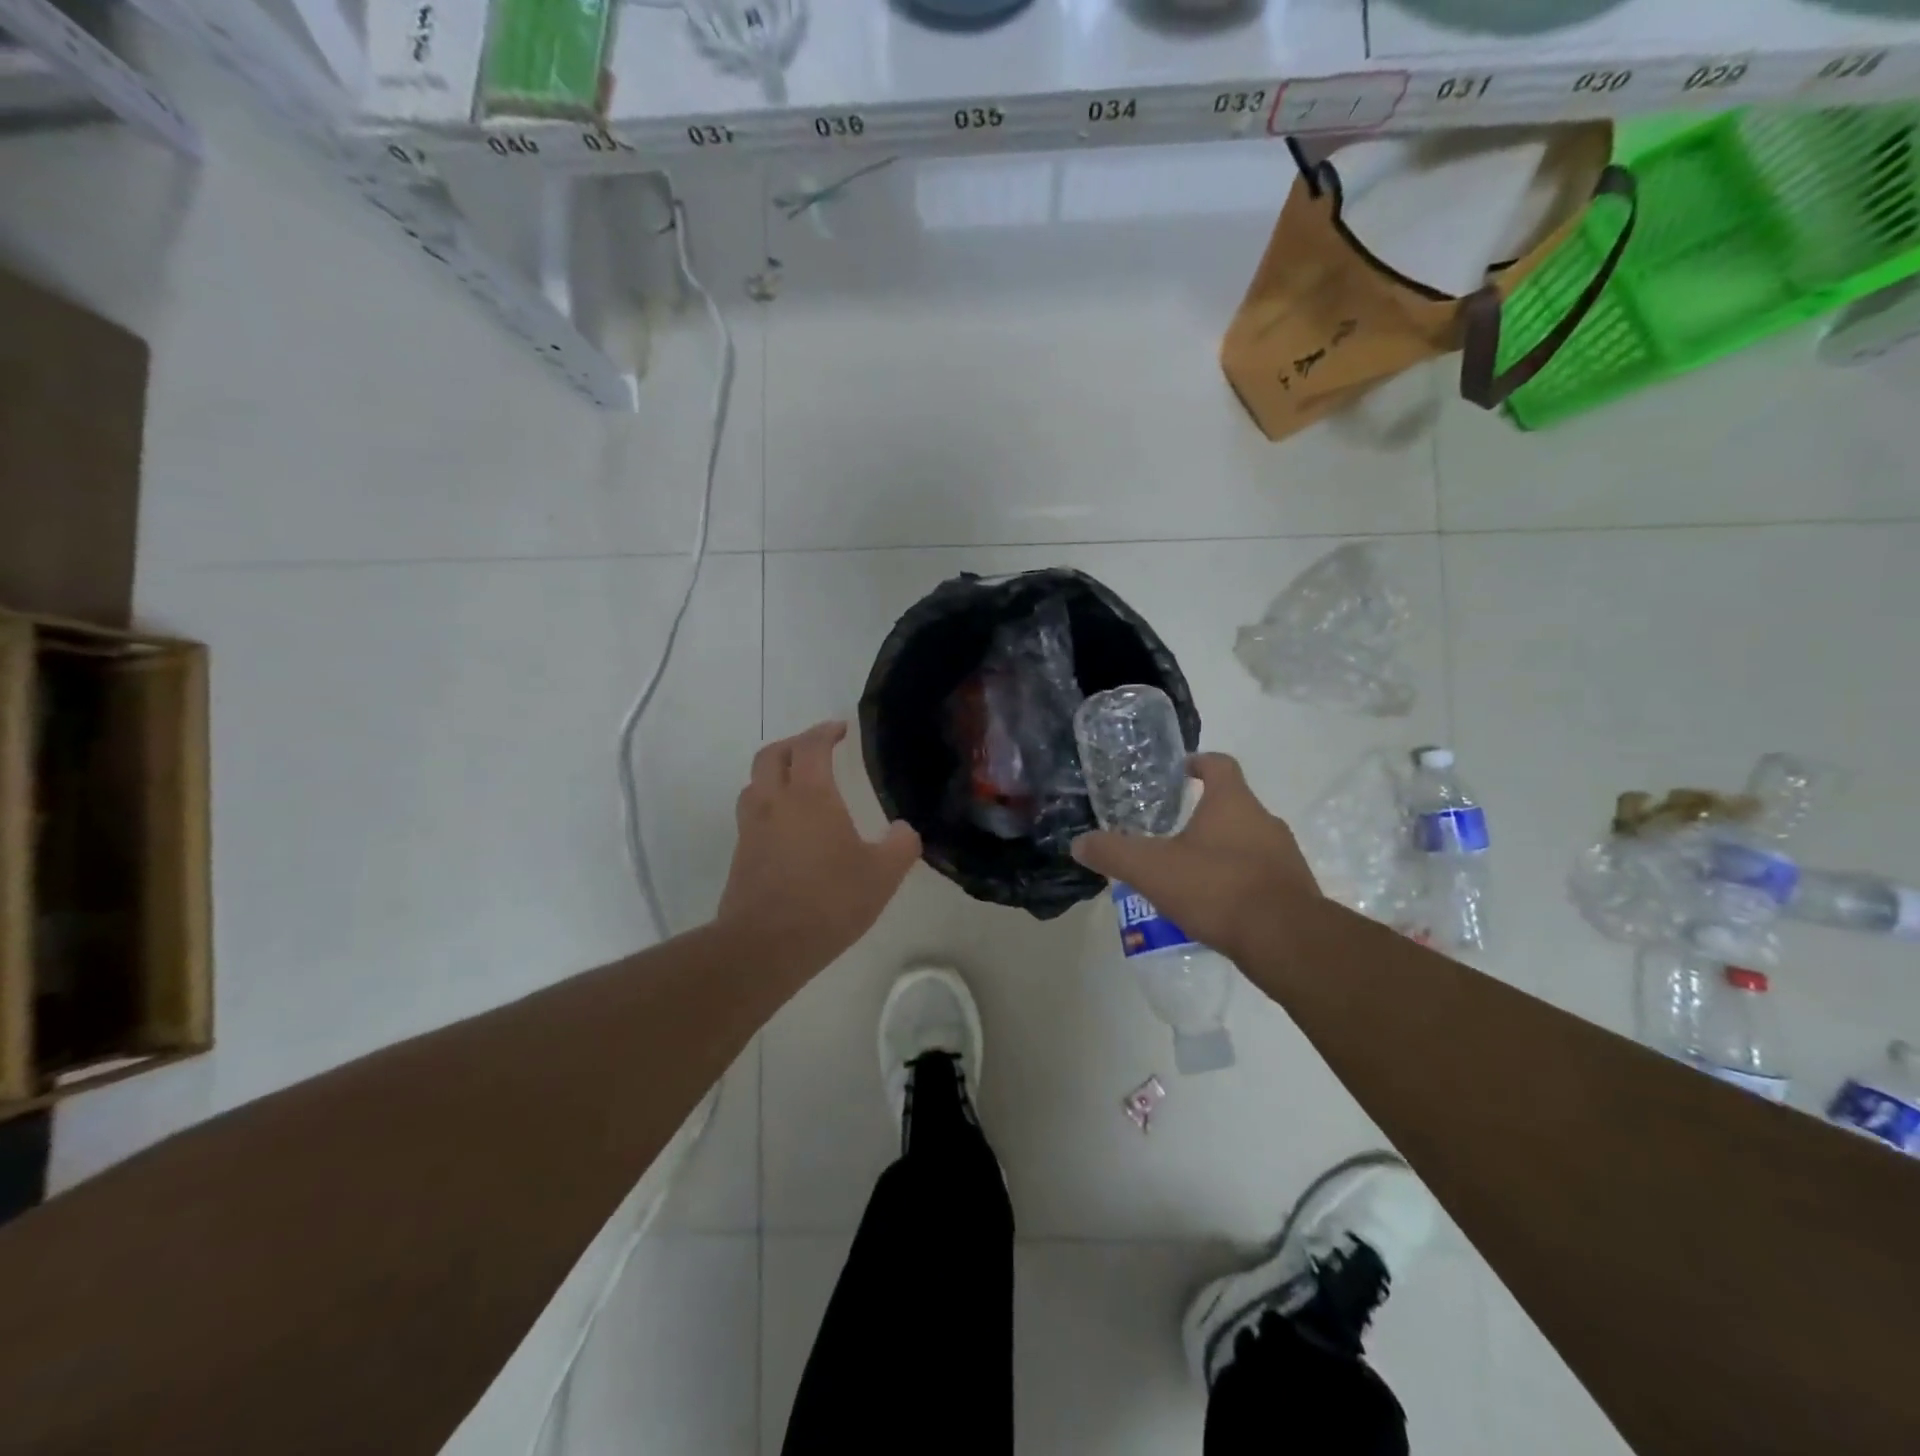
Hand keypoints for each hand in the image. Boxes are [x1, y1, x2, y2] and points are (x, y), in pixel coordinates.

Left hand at [717, 721, 921, 973]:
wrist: (765, 945)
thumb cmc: (828, 901)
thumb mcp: (881, 876)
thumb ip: (900, 846)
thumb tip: (904, 830)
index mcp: (810, 796)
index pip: (811, 746)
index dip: (825, 732)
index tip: (841, 729)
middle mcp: (774, 802)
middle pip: (772, 755)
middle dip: (794, 744)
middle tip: (817, 750)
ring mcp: (751, 829)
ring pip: (755, 784)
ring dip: (774, 774)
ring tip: (797, 786)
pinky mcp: (741, 856)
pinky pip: (752, 815)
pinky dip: (768, 807)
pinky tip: (788, 830)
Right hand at [1070, 753, 1318, 960]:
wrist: (1286, 939)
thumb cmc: (1217, 888)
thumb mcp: (1152, 870)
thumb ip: (1113, 853)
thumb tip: (1079, 843)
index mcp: (1232, 803)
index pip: (1219, 765)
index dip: (1199, 762)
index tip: (1181, 770)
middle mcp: (1264, 821)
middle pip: (1233, 805)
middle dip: (1203, 815)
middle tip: (1171, 833)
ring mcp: (1284, 856)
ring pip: (1247, 842)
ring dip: (1220, 851)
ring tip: (1188, 874)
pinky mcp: (1294, 890)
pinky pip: (1260, 875)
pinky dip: (1237, 882)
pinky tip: (1215, 906)